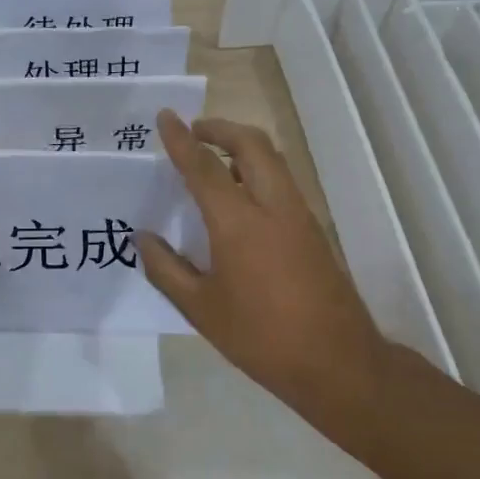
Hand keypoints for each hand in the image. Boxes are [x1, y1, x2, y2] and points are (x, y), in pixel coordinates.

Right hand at [138, 111, 388, 410]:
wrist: (337, 362)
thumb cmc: (261, 337)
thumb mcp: (201, 309)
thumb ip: (166, 269)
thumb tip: (142, 237)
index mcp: (238, 222)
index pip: (204, 167)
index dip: (181, 139)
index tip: (165, 116)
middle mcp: (272, 206)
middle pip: (251, 144)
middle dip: (220, 128)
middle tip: (194, 131)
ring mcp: (299, 215)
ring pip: (272, 158)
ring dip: (241, 146)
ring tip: (213, 159)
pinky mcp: (313, 229)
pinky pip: (281, 180)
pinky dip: (257, 169)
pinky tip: (238, 196)